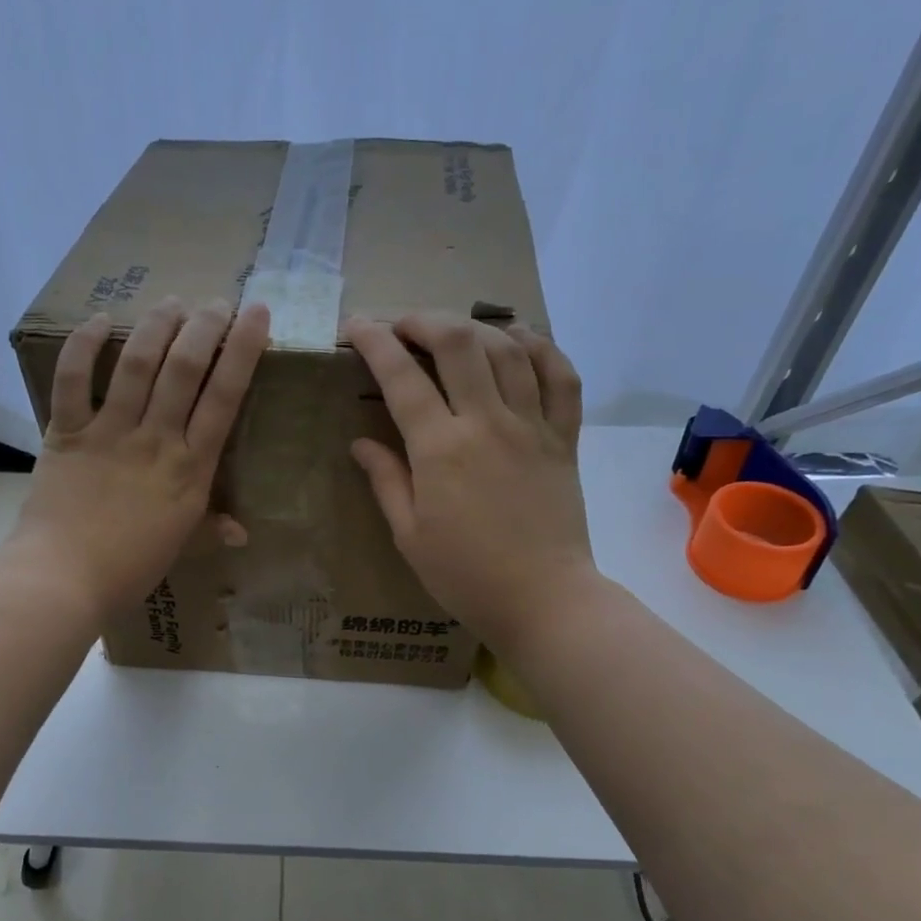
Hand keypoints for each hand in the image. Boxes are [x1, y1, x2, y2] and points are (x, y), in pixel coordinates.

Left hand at [12, 299, 269, 616]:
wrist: (63, 579)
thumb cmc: (129, 569)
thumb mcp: (181, 547)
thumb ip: (210, 528)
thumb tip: (241, 533)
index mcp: (192, 468)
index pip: (225, 397)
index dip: (243, 350)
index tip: (256, 314)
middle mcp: (156, 439)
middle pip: (185, 368)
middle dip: (205, 326)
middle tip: (215, 302)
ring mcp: (110, 431)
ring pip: (138, 364)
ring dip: (157, 325)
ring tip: (171, 301)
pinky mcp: (67, 432)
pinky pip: (73, 379)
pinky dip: (83, 346)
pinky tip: (98, 320)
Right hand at [346, 316, 593, 653]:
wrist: (544, 600)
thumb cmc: (465, 576)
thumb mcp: (409, 535)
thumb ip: (386, 480)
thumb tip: (360, 443)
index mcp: (440, 449)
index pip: (401, 377)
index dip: (374, 341)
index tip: (356, 326)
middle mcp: (486, 423)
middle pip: (458, 343)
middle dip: (423, 320)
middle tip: (402, 325)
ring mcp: (532, 426)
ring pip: (508, 349)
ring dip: (475, 327)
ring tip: (453, 331)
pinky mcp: (564, 438)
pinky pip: (561, 377)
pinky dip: (542, 348)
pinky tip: (520, 338)